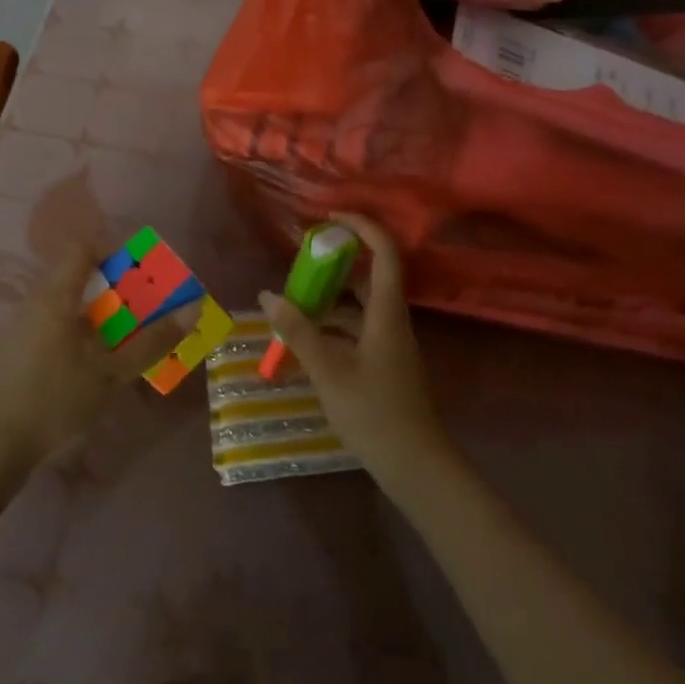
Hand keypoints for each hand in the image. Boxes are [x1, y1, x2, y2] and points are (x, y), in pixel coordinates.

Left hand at [0, 244, 199, 467]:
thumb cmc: (55, 400)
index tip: (140, 273)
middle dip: (111, 289)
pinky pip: (50, 328)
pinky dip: (75, 334)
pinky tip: (87, 366)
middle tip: (140, 311)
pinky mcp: (11, 354)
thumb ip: (151, 342)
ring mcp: (18, 328)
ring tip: (121, 340)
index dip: (113, 252)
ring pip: (63, 306)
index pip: (83, 249)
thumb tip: (191, 310)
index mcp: (56, 297)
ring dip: (94, 315)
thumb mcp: (111, 374)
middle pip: (75, 278)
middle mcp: (34, 303)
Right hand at [257, 214, 454, 496]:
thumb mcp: (329, 371)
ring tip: (292, 303)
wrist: (416, 466)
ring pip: (359, 307)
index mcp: (386, 313)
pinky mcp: (385, 364)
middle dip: (335, 266)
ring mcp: (390, 344)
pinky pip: (357, 331)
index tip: (331, 217)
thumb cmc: (374, 413)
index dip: (362, 227)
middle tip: (299, 264)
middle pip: (368, 278)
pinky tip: (306, 341)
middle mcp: (391, 320)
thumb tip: (268, 295)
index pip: (384, 253)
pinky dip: (333, 328)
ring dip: (329, 301)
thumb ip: (298, 332)